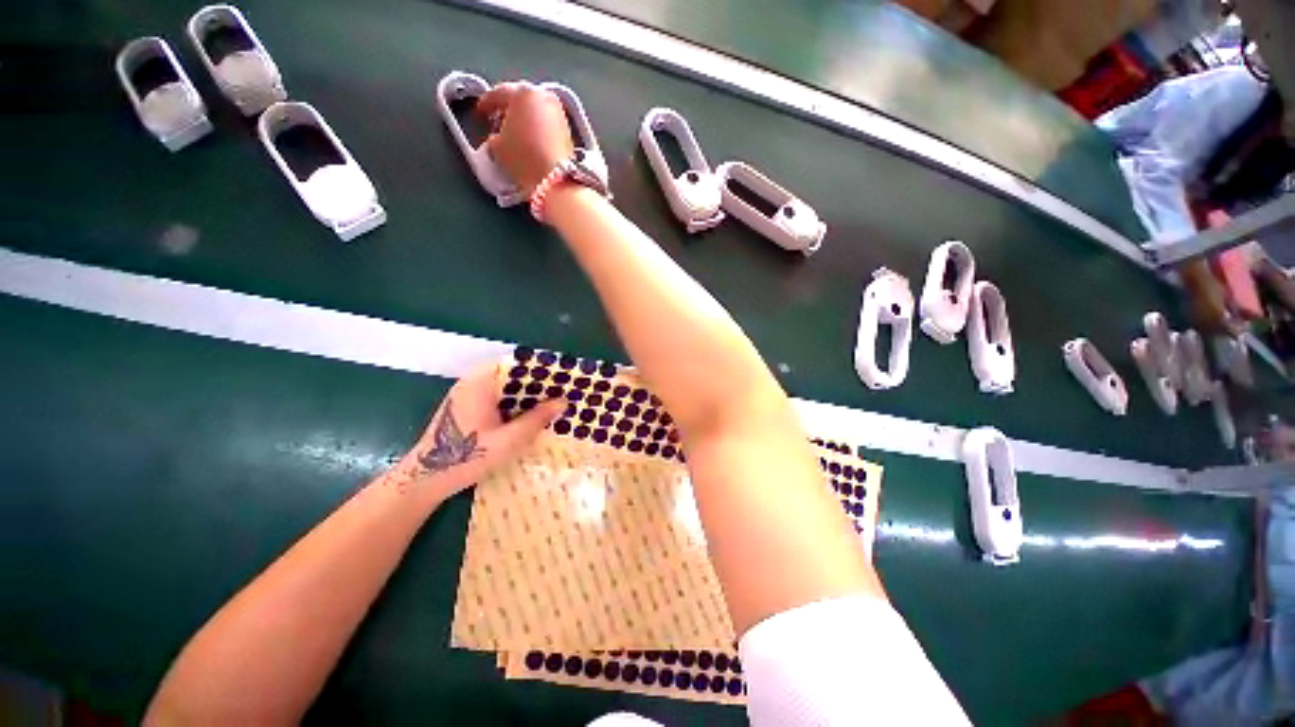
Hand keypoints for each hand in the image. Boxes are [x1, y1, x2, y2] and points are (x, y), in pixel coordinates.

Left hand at [387, 362, 563, 499]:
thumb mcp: (509, 440)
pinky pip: (497, 397)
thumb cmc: (468, 456)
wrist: (426, 479)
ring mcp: (468, 394)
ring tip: (552, 403)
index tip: (562, 378)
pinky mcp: (467, 407)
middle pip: (512, 375)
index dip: (541, 369)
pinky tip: (530, 415)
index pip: (516, 364)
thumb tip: (564, 402)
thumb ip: (537, 419)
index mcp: (481, 382)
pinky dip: (514, 403)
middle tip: (562, 393)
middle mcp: (473, 382)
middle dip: (537, 384)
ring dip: (527, 395)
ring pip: (505, 387)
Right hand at [476, 81, 574, 194]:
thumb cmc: (524, 158)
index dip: (486, 103)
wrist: (557, 180)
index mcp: (522, 92)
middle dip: (508, 109)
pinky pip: (547, 123)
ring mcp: (559, 112)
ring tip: (515, 134)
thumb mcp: (497, 147)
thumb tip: (497, 138)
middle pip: (521, 99)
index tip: (480, 112)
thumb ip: (493, 136)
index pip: (499, 93)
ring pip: (536, 110)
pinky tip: (531, 141)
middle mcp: (543, 96)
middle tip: (498, 121)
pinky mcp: (568, 129)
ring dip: (525, 119)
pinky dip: (537, 129)